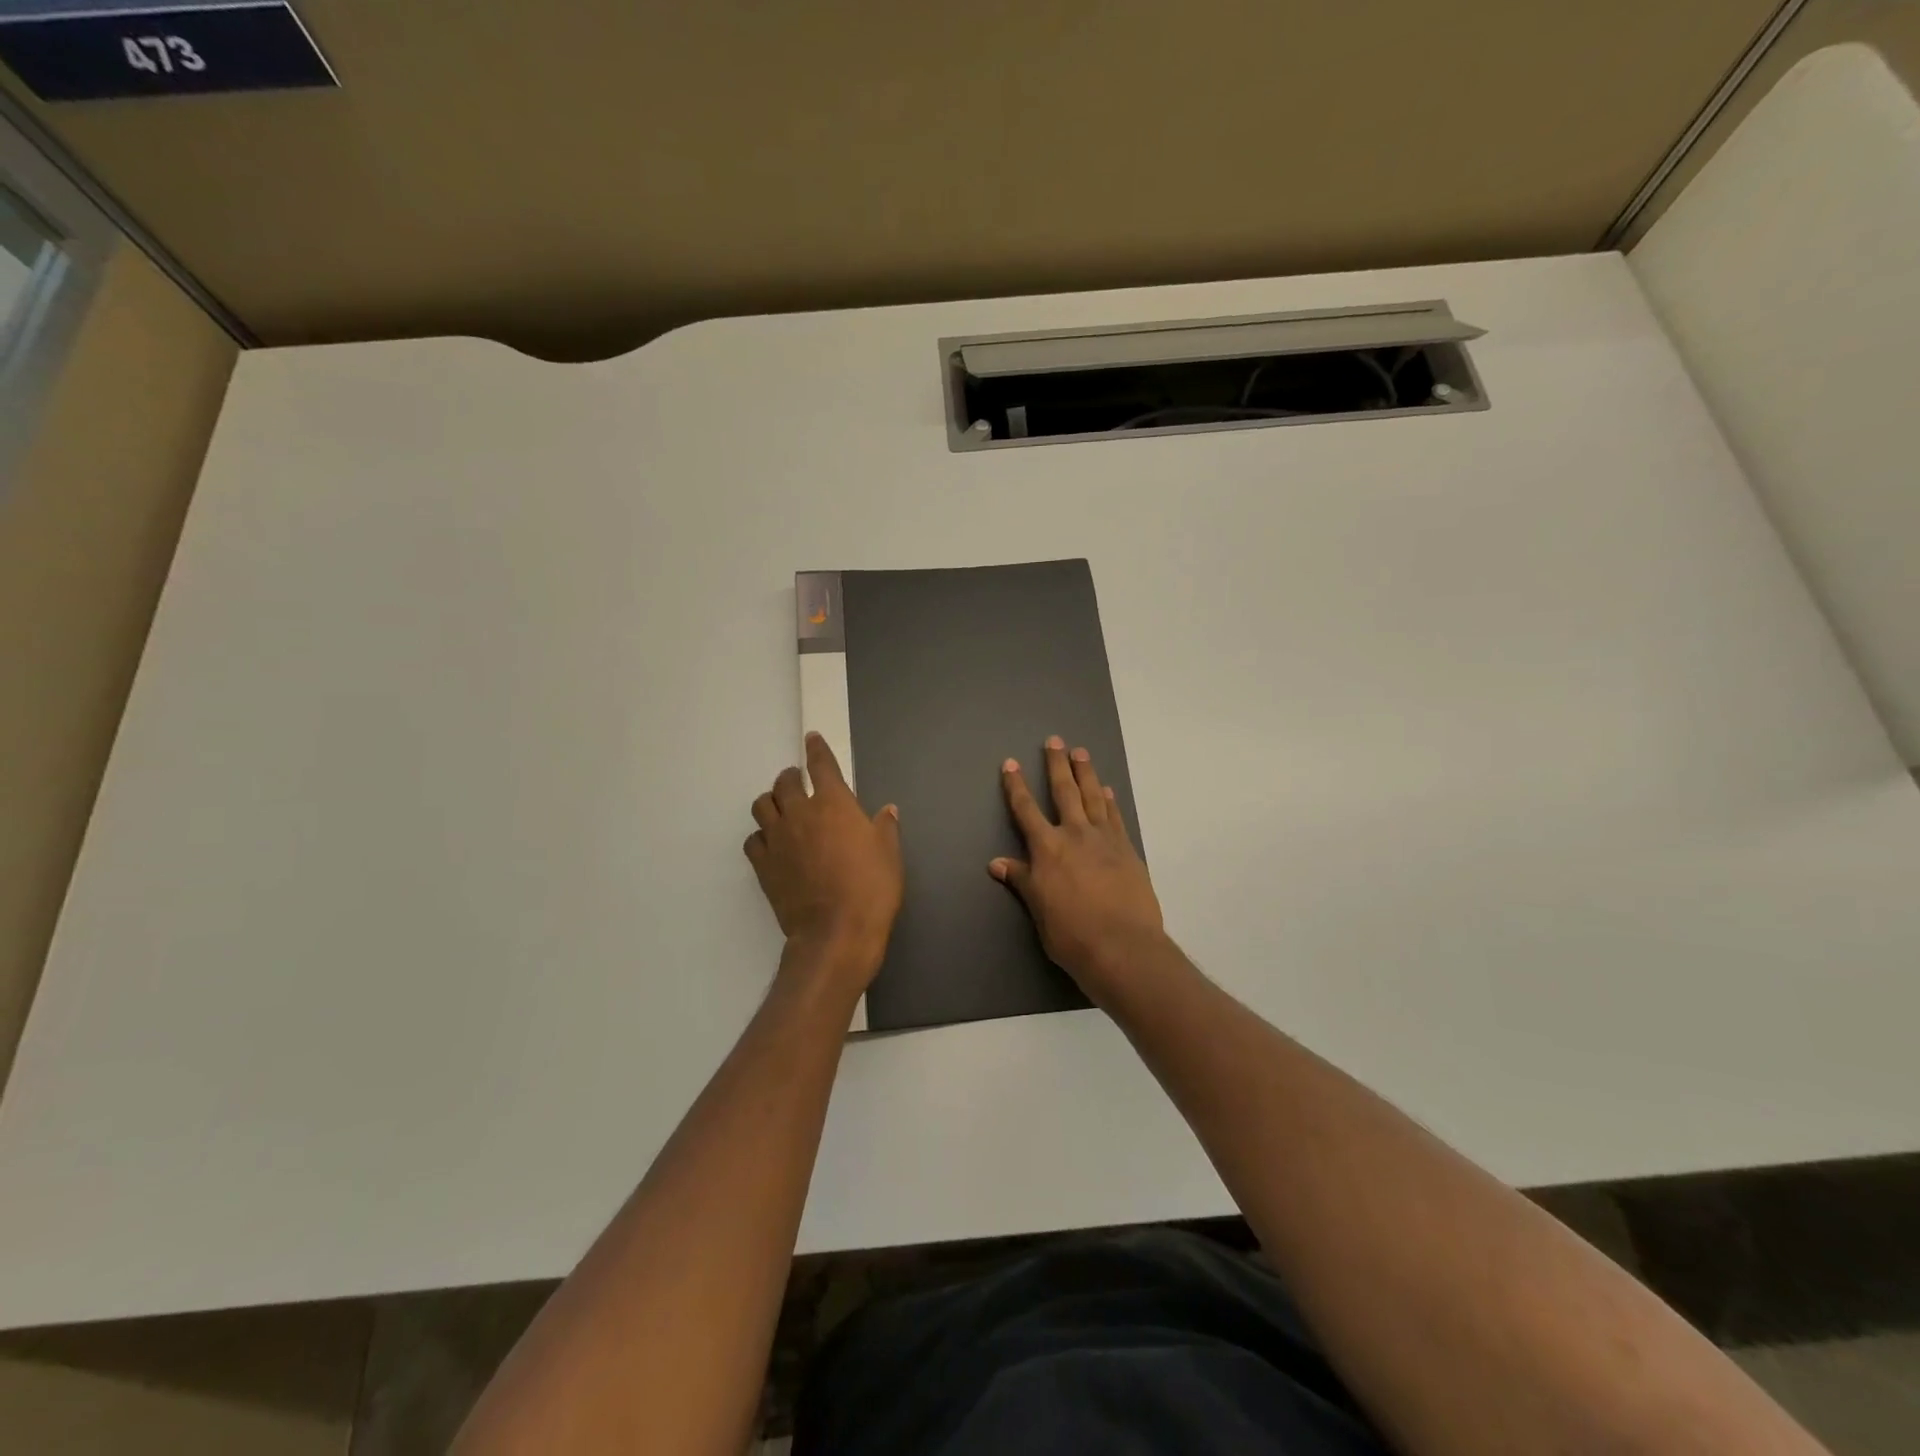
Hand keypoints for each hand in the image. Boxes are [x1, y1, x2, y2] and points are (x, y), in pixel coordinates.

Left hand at [745, 733, 903, 987]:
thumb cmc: (871, 889)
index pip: (821, 765)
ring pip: (762, 806)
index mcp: (834, 803)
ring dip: (772, 801)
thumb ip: (885, 827)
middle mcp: (801, 813)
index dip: (817, 750)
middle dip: (791, 777)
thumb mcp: (889, 854)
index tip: (812, 739)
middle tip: (798, 782)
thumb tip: (887, 810)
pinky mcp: (763, 864)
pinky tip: (771, 843)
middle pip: (785, 782)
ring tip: (781, 808)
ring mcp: (777, 838)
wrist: (836, 932)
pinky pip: (753, 839)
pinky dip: (761, 835)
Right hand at [991, 737, 1164, 1002]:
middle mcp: (1075, 835)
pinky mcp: (1127, 850)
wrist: (1122, 947)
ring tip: (1081, 752)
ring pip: (1093, 797)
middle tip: (1055, 740)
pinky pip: (1115, 817)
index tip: (1011, 763)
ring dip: (1086, 773)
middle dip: (1057, 765)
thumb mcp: (1038, 908)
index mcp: (1047, 848)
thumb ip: (1020, 879)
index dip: (1016, 786)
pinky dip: (1110, 801)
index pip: (1026, 810)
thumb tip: (996, 862)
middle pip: (1064, 792)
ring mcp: (1105, 840)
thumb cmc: (1071, 933)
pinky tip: (1107, 790)